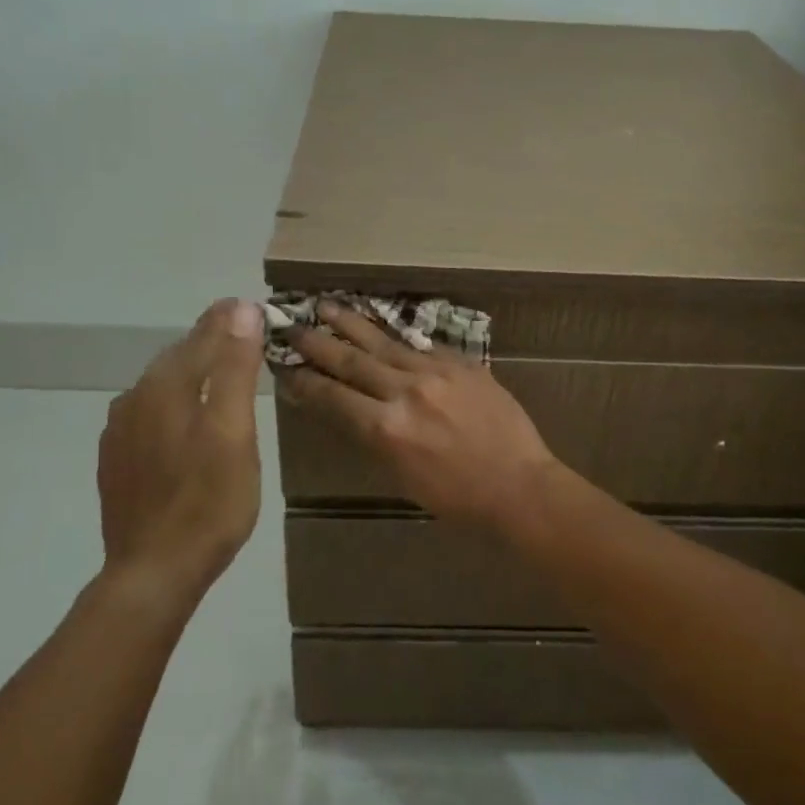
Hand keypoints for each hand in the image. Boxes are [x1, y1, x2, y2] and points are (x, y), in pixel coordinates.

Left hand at [96, 298, 265, 600]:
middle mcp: (135, 398)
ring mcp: (119, 431)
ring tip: (216, 371)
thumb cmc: (208, 502)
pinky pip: (147, 414)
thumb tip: (241, 310)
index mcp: (166, 386)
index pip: (202, 336)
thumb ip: (234, 369)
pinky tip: (181, 417)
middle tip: (238, 333)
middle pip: (178, 358)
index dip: (228, 320)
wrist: (153, 572)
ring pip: (160, 386)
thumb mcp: (234, 432)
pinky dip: (172, 403)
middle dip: (209, 341)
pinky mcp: (115, 460)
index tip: (246, 305)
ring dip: (189, 371)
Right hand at [283, 303, 558, 530]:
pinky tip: (382, 326)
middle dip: (318, 343)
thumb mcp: (401, 477)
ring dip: (351, 324)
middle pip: (351, 361)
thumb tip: (347, 410)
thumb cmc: (457, 497)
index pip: (333, 397)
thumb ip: (372, 437)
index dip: (305, 382)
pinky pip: (420, 346)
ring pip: (384, 343)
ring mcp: (435, 372)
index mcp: (386, 429)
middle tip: (293, 325)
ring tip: (327, 306)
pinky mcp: (461, 363)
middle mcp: (405, 392)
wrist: (519, 484)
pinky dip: (396, 338)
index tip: (285, 366)